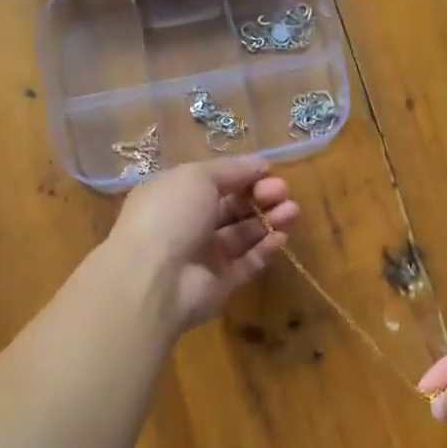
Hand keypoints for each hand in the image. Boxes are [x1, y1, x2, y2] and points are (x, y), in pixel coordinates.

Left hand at [108, 158, 299, 332]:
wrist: (154, 279)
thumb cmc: (170, 215)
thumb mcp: (197, 177)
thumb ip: (232, 170)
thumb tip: (261, 164)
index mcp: (174, 195)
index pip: (214, 182)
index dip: (243, 176)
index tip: (268, 171)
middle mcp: (188, 224)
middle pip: (231, 207)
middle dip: (260, 196)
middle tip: (283, 192)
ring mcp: (204, 256)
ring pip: (243, 234)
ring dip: (268, 220)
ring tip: (292, 211)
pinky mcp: (220, 283)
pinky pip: (247, 263)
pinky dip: (265, 249)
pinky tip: (282, 236)